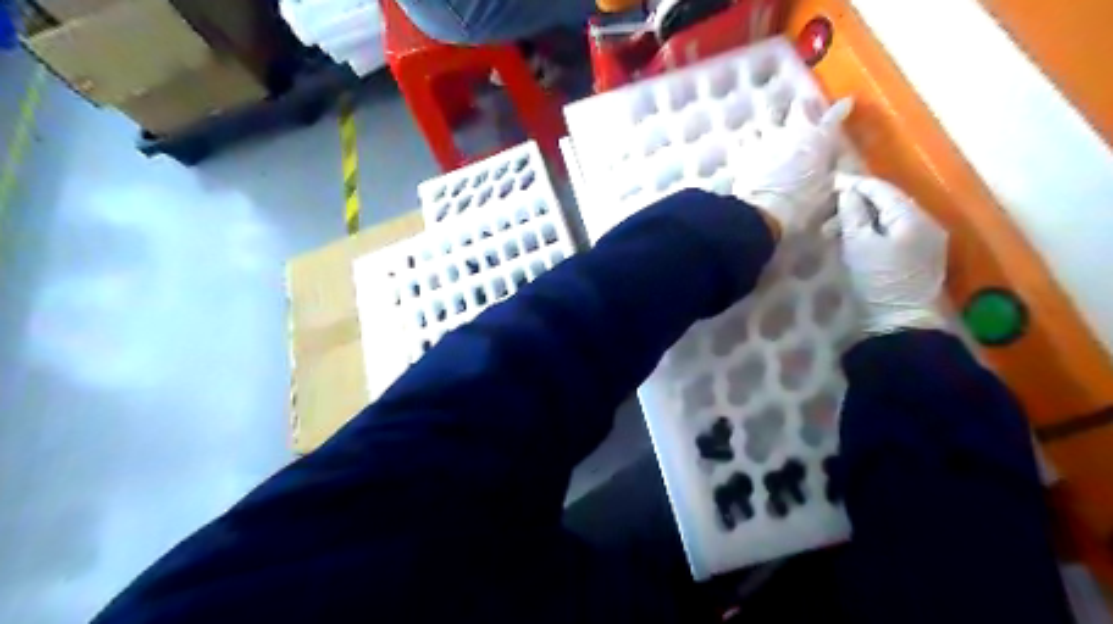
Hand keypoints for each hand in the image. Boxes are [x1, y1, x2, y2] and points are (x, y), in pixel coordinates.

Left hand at [736, 98, 853, 233]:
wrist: (765, 211)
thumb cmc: (802, 204)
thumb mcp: (825, 190)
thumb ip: (827, 174)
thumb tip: (827, 172)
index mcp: (819, 140)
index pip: (834, 116)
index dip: (840, 109)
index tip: (845, 104)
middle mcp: (792, 131)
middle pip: (797, 106)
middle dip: (800, 107)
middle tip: (800, 111)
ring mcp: (764, 138)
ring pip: (765, 117)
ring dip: (768, 124)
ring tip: (766, 130)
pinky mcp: (742, 150)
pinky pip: (740, 138)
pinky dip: (742, 141)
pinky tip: (742, 146)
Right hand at [835, 173, 947, 332]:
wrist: (900, 322)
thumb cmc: (877, 281)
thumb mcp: (858, 245)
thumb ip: (853, 214)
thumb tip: (847, 191)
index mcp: (912, 217)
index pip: (882, 190)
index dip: (855, 184)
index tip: (831, 182)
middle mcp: (926, 223)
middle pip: (889, 203)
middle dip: (858, 202)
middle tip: (828, 209)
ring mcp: (927, 241)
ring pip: (892, 219)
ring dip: (864, 219)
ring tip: (836, 229)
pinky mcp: (921, 257)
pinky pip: (896, 233)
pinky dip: (874, 231)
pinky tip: (857, 239)